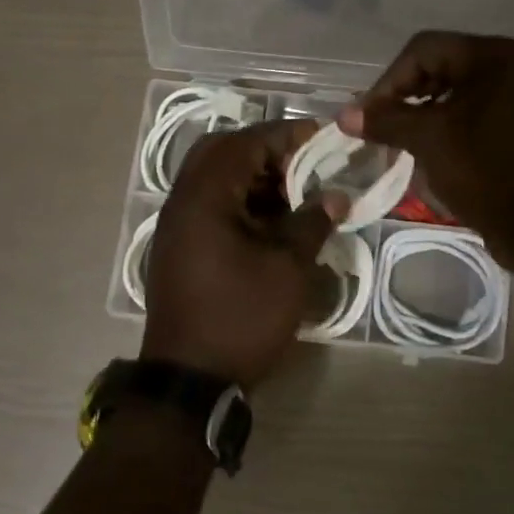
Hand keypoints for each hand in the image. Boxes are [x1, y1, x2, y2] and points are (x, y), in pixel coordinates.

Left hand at [141, 120, 348, 388]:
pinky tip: (272, 222)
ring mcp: (177, 226)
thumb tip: (337, 195)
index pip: (245, 143)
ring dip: (253, 177)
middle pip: (221, 153)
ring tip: (295, 194)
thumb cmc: (241, 317)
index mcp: (204, 197)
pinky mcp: (180, 248)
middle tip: (302, 165)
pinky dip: (241, 202)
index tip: (322, 137)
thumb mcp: (287, 269)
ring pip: (214, 180)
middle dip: (265, 151)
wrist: (191, 379)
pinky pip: (210, 206)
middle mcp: (183, 202)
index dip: (286, 135)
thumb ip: (312, 222)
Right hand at [339, 32, 513, 270]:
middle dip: (408, 96)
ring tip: (408, 142)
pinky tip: (442, 152)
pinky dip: (458, 125)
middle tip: (385, 128)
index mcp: (495, 56)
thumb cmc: (484, 173)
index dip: (388, 81)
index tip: (370, 117)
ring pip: (465, 91)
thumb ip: (385, 120)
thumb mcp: (428, 141)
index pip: (425, 49)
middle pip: (446, 66)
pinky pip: (486, 112)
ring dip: (431, 112)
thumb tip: (344, 115)